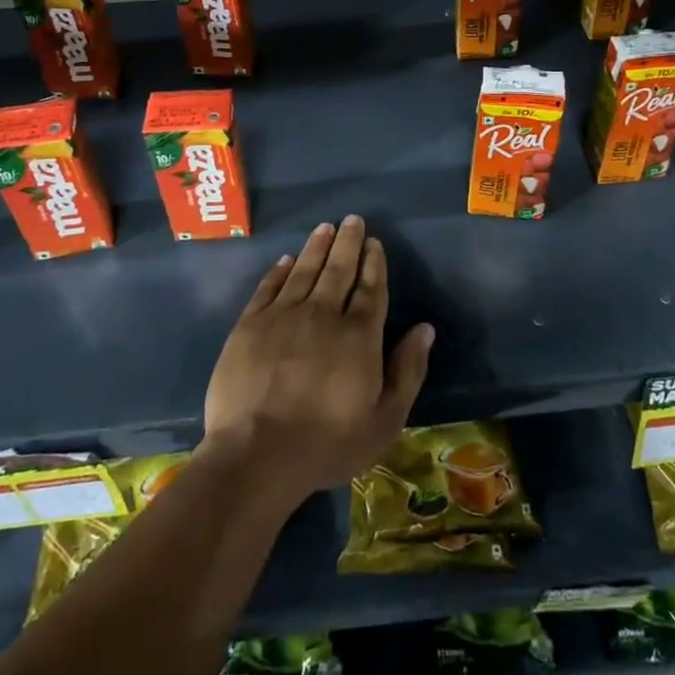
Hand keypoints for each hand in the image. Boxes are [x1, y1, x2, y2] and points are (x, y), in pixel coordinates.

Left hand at [201, 215, 433, 508]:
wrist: (256, 455)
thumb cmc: (327, 444)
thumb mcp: (384, 420)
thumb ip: (407, 371)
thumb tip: (425, 329)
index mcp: (359, 336)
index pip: (371, 290)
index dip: (374, 264)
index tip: (375, 243)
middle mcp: (323, 315)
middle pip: (338, 270)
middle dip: (348, 243)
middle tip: (352, 219)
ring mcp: (282, 317)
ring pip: (304, 271)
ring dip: (317, 247)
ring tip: (325, 227)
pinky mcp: (249, 325)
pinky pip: (268, 287)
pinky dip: (279, 270)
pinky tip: (287, 259)